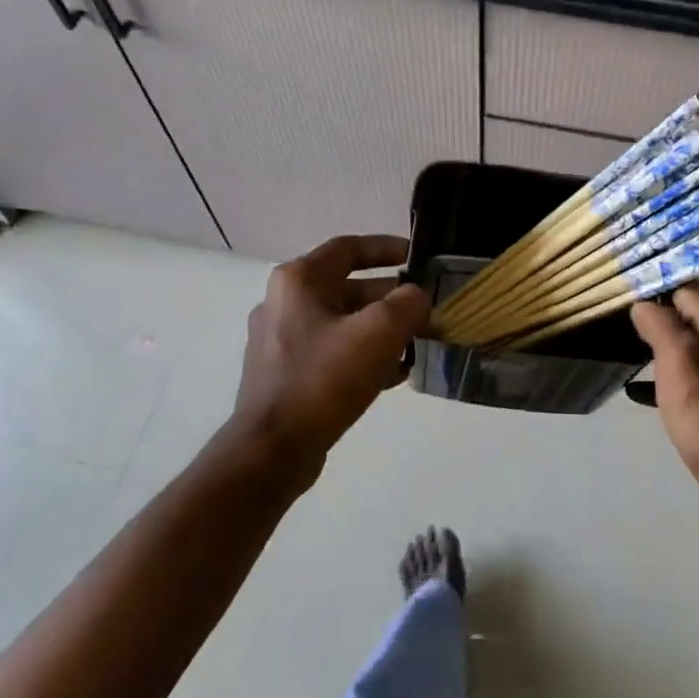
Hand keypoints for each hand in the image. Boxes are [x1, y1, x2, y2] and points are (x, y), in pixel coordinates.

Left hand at [232, 235, 430, 478]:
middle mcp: (285, 303)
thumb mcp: (378, 333)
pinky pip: (333, 352)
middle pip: (348, 288)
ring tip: (416, 345)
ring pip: (343, 323)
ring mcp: (281, 340)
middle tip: (426, 311)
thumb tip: (418, 297)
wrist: (273, 450)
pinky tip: (393, 376)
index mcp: (299, 281)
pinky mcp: (286, 373)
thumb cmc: (324, 379)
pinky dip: (363, 356)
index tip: (418, 258)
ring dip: (381, 330)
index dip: (387, 248)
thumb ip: (408, 304)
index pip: (349, 248)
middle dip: (391, 299)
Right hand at [631, 285, 698, 543]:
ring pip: (677, 342)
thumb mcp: (680, 361)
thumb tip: (642, 302)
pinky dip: (656, 373)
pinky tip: (633, 386)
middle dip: (646, 308)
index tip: (614, 279)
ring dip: (649, 339)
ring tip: (611, 339)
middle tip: (605, 309)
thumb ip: (660, 324)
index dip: (650, 278)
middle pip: (679, 310)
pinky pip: (678, 374)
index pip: (682, 282)